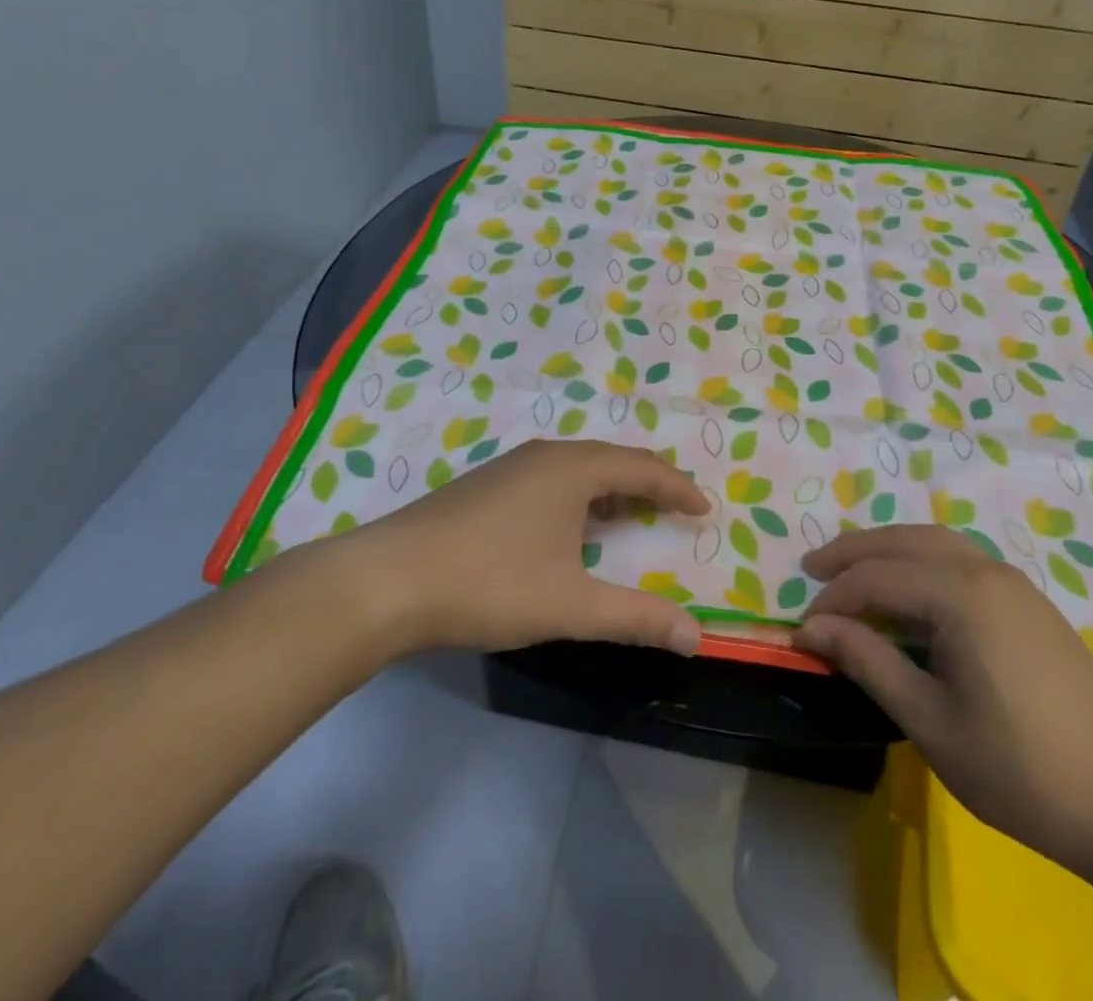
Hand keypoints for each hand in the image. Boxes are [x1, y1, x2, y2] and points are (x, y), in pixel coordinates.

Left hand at [325, 438, 709, 657]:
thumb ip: (637, 617)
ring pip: (578, 468)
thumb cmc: (490, 583)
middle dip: (647, 484)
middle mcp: (545, 455)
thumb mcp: (571, 605)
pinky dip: (579, 497)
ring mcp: (511, 467)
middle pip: (611, 460)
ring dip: (611, 489)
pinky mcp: (486, 485)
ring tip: (631, 516)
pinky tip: (570, 528)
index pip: (643, 467)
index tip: (704, 510)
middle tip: (674, 509)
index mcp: (573, 469)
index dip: (678, 488)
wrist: (387, 580)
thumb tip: (695, 636)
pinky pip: (551, 479)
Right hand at [793, 525, 1092, 887]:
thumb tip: (811, 628)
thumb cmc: (1023, 771)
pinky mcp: (1030, 602)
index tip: (803, 629)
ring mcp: (1014, 582)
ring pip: (935, 541)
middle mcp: (986, 570)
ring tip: (853, 572)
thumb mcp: (931, 722)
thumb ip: (868, 662)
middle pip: (904, 539)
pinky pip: (960, 559)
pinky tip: (911, 592)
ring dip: (888, 549)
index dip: (833, 600)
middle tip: (812, 569)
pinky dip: (921, 561)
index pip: (876, 578)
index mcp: (961, 595)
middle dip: (853, 551)